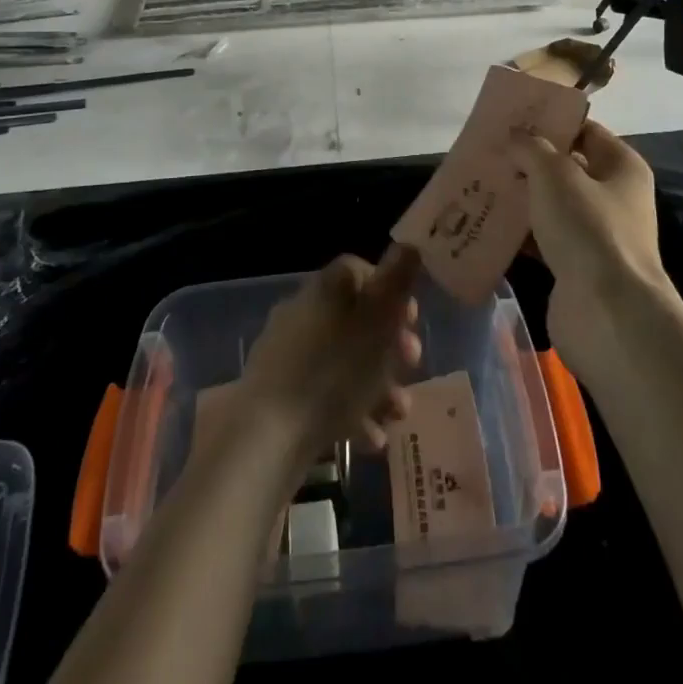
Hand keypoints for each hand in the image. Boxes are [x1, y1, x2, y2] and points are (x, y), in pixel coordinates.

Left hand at [238, 247, 423, 471]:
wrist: (270, 435)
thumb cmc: (336, 370)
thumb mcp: (379, 319)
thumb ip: (398, 279)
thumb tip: (409, 243)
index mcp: (326, 287)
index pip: (361, 272)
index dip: (392, 293)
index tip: (412, 320)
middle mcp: (304, 310)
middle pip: (356, 319)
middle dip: (390, 346)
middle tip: (412, 367)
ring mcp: (289, 352)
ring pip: (344, 360)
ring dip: (377, 384)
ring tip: (398, 415)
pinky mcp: (280, 393)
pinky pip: (324, 393)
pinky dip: (351, 411)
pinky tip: (370, 440)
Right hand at [509, 120, 670, 373]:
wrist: (607, 314)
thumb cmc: (588, 229)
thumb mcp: (555, 174)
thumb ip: (531, 148)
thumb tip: (515, 137)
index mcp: (622, 167)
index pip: (585, 130)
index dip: (551, 122)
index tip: (512, 118)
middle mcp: (613, 197)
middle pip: (565, 169)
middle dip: (528, 161)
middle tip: (489, 151)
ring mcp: (595, 235)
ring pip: (550, 205)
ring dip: (519, 197)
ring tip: (479, 183)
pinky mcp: (575, 266)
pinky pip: (542, 239)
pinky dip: (518, 232)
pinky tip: (486, 223)